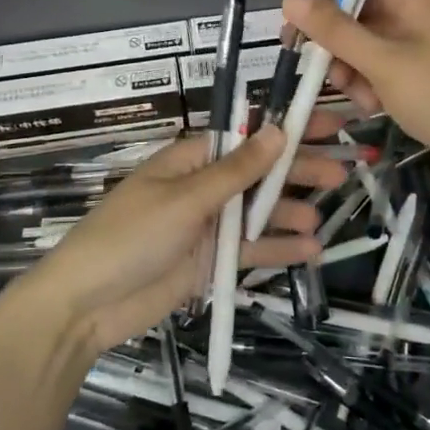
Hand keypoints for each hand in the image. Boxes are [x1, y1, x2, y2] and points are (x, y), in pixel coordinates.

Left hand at [23, 122, 347, 355]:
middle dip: (298, 171)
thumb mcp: (185, 199)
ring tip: (324, 216)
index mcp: (192, 159)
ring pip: (259, 213)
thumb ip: (236, 171)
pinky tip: (310, 250)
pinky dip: (279, 249)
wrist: (86, 305)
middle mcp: (204, 187)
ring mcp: (209, 227)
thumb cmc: (130, 237)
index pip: (248, 136)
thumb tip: (277, 130)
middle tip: (343, 172)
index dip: (288, 129)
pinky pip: (251, 251)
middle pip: (260, 174)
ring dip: (291, 212)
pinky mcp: (210, 263)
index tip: (329, 123)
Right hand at [276, 0, 429, 196]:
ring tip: (348, 90)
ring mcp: (418, 45)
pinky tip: (371, 106)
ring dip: (346, 61)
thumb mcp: (384, 63)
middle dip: (327, 27)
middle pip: (357, 4)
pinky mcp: (418, 74)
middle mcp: (416, 13)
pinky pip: (378, 65)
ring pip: (363, 39)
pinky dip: (366, 80)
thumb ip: (336, 30)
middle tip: (295, 46)